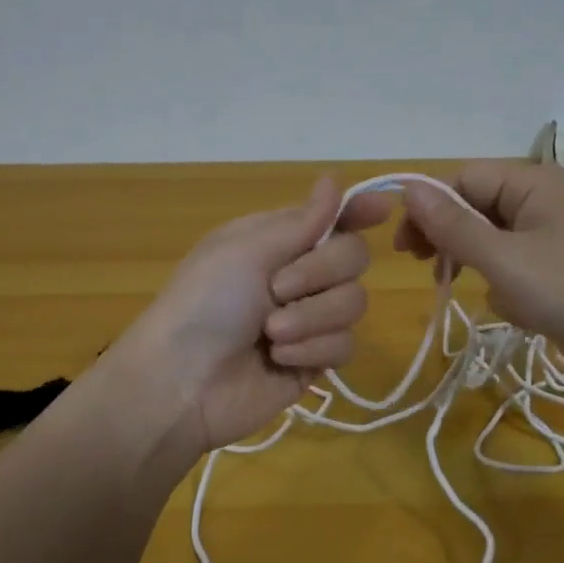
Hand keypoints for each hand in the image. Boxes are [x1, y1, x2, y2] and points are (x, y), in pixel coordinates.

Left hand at [111, 175, 391, 456]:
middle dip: (322, 272)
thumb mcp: (247, 251)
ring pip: (354, 303)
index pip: (331, 218)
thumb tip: (333, 179)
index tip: (381, 210)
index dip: (358, 211)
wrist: (182, 383)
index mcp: (276, 240)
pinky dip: (312, 350)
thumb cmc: (205, 303)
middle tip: (277, 289)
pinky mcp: (315, 360)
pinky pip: (345, 346)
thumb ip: (302, 222)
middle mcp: (298, 274)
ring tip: (271, 333)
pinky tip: (278, 359)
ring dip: (312, 318)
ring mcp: (309, 319)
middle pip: (353, 257)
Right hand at [395, 160, 563, 388]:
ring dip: (479, 268)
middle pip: (477, 208)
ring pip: (492, 243)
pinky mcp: (561, 273)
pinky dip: (507, 289)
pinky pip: (515, 270)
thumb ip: (452, 225)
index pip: (464, 179)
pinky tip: (519, 312)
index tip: (406, 247)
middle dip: (452, 240)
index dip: (430, 208)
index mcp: (533, 183)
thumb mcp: (502, 258)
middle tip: (428, 270)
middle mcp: (543, 203)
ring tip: (483, 294)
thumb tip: (408, 189)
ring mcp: (554, 239)